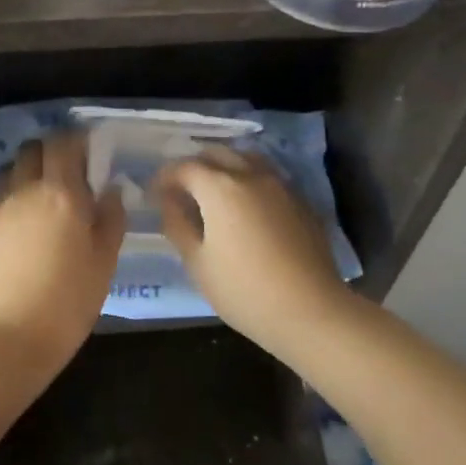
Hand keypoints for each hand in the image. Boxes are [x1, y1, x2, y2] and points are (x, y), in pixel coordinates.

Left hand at [0, 132, 125, 378]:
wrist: (11, 338)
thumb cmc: (70, 301)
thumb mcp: (105, 262)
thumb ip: (111, 219)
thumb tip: (111, 191)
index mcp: (62, 195)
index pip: (63, 144)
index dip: (75, 140)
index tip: (87, 151)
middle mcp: (25, 193)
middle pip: (30, 151)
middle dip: (47, 152)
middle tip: (64, 173)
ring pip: (7, 176)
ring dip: (24, 177)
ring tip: (38, 202)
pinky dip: (10, 212)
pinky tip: (19, 242)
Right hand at [153, 145, 359, 355]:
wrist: (310, 310)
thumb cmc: (244, 290)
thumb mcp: (198, 263)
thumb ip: (178, 225)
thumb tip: (169, 201)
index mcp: (221, 188)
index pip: (185, 167)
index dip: (165, 177)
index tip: (155, 194)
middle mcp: (252, 175)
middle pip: (218, 153)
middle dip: (195, 165)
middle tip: (182, 189)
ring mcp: (281, 186)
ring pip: (247, 159)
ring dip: (225, 167)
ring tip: (214, 192)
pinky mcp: (301, 201)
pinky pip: (269, 177)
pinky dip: (250, 180)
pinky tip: (246, 206)